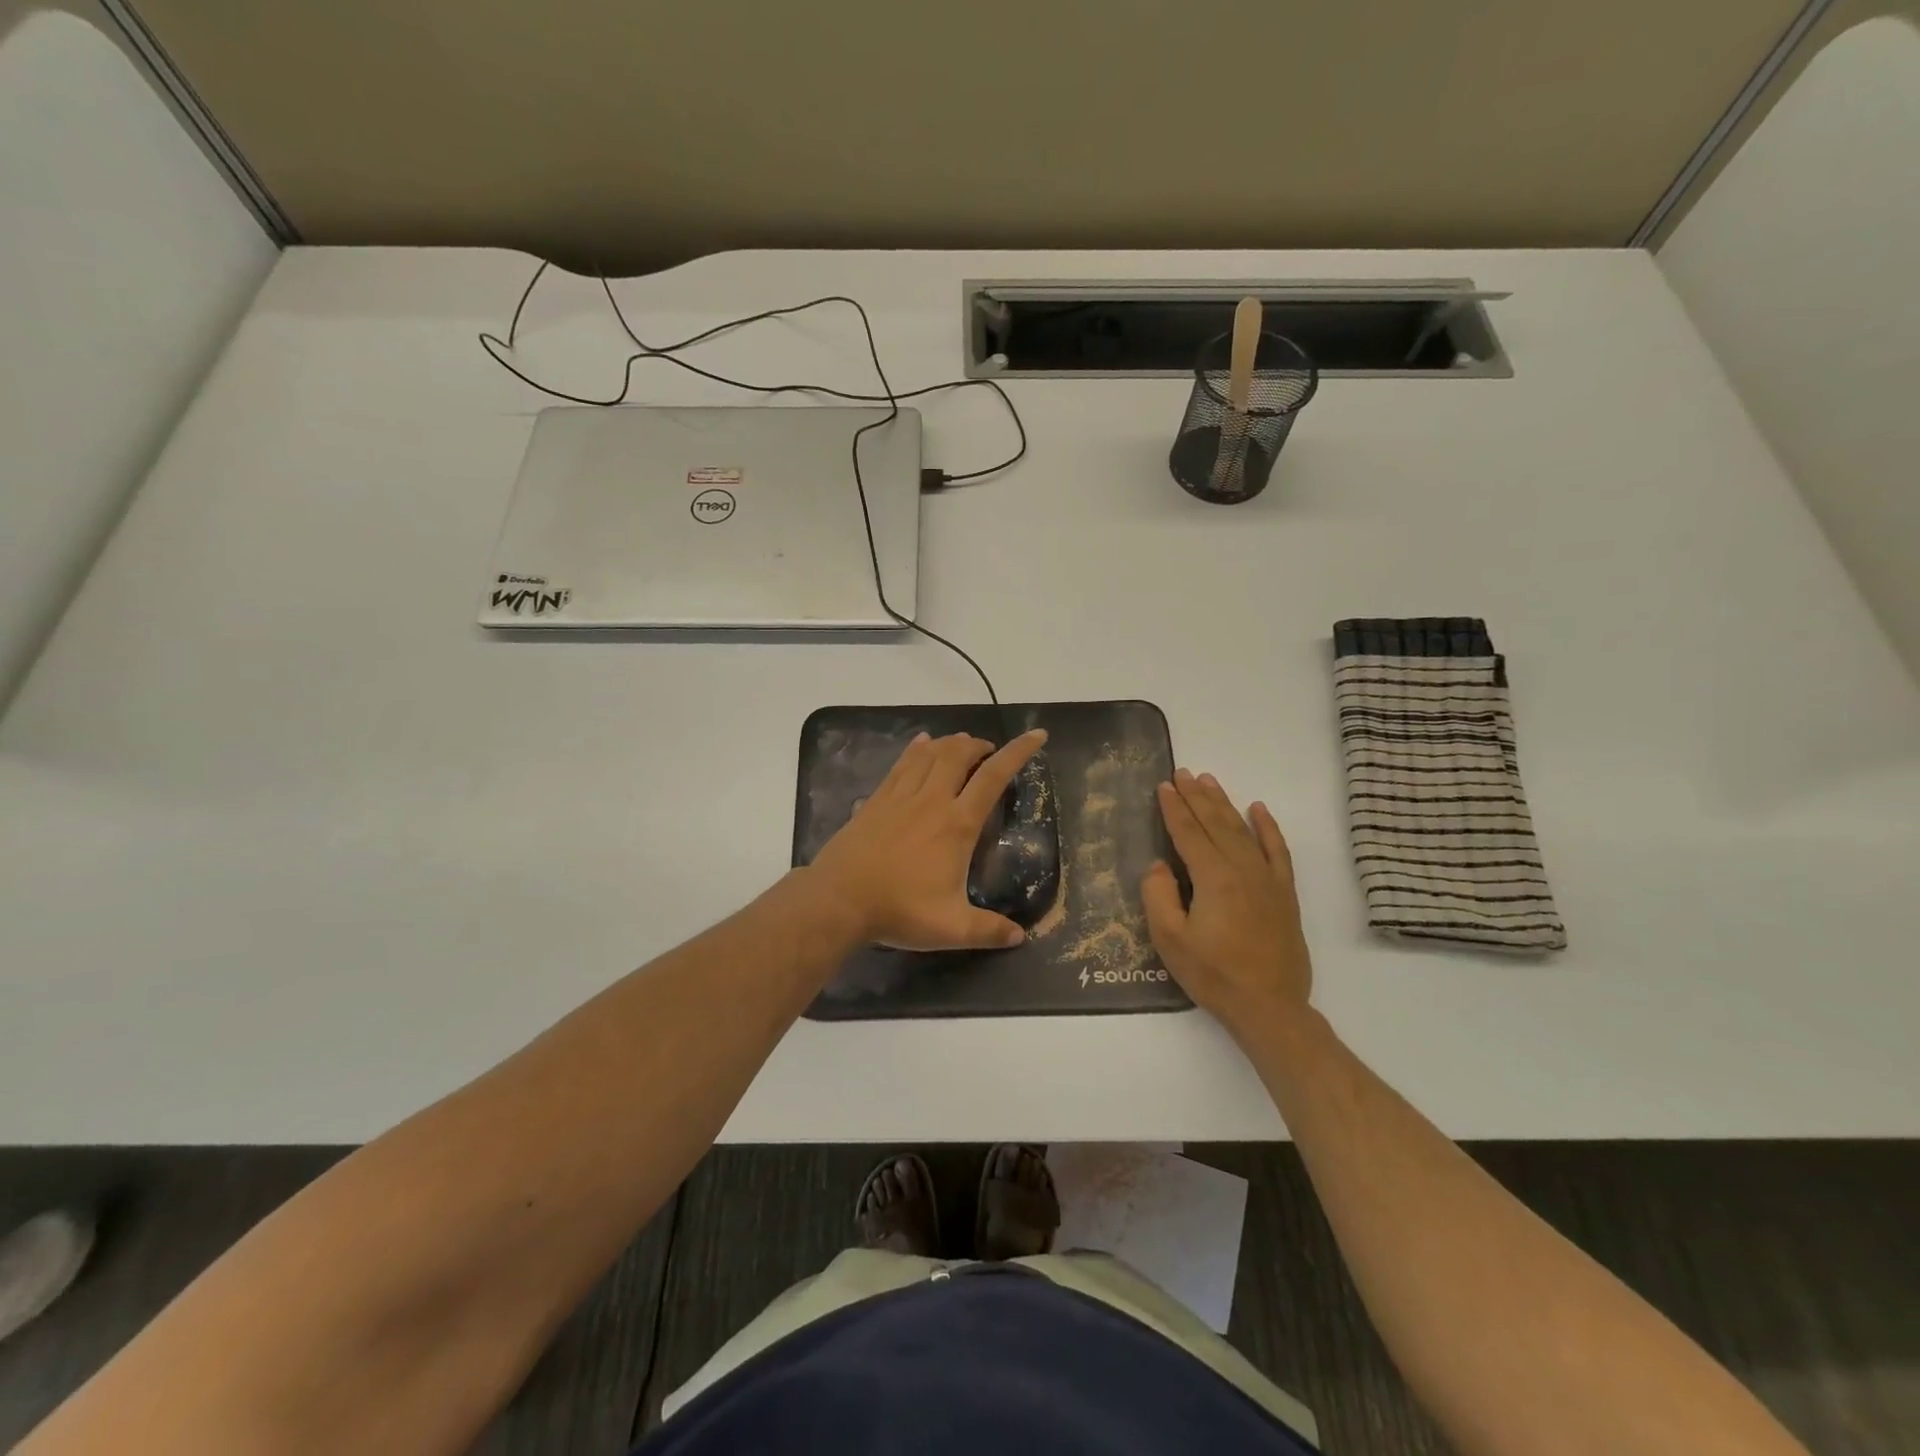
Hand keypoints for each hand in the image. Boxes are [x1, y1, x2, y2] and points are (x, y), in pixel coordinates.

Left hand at [809, 729, 1046, 950]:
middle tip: (988, 752)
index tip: (1036, 735)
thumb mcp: (951, 928)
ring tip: (961, 744)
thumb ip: (987, 930)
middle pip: (959, 754)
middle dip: (979, 745)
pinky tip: (921, 743)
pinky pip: (902, 764)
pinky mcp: (876, 800)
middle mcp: (932, 800)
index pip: (993, 777)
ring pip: (930, 754)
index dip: (1018, 752)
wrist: (839, 899)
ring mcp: (901, 796)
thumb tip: (1019, 937)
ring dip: (950, 743)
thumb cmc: (899, 910)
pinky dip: (917, 749)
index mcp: (957, 824)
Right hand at [1141, 769, 1312, 1040]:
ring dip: (1224, 804)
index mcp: (1213, 878)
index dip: (1173, 808)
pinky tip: (1258, 809)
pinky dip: (1268, 828)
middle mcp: (1243, 869)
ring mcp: (1268, 879)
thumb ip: (1159, 896)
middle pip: (1215, 824)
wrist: (1269, 1007)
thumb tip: (1159, 866)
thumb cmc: (1214, 975)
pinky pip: (1277, 850)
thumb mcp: (1170, 940)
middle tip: (1183, 773)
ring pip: (1243, 830)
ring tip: (1209, 782)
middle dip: (1196, 797)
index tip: (1163, 786)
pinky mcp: (1285, 893)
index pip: (1188, 833)